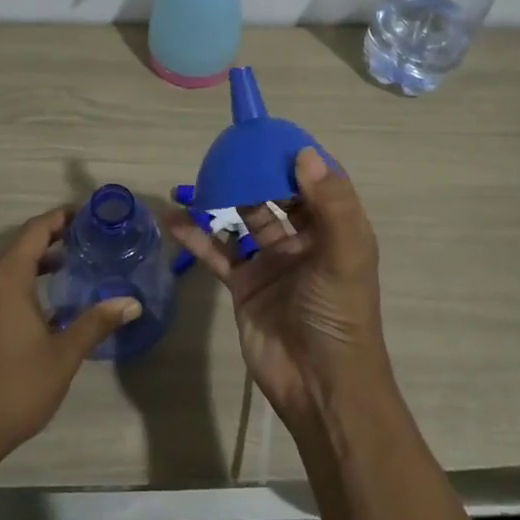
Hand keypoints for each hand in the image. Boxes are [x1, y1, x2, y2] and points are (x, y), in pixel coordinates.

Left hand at [0, 208, 137, 462]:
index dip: (62, 217)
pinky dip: (26, 280)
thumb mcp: (63, 354)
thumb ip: (96, 322)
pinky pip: (1, 285)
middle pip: (22, 244)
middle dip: (55, 236)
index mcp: (7, 279)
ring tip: (76, 263)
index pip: (36, 231)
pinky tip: (50, 299)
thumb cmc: (16, 387)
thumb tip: (132, 303)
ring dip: (40, 260)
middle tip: (91, 237)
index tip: (90, 213)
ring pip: (10, 266)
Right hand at [167, 148, 390, 431]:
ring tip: (199, 176)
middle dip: (256, 172)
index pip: (316, 181)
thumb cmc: (338, 316)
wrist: (319, 387)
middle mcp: (304, 241)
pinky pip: (218, 253)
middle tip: (227, 149)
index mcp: (335, 230)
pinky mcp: (245, 286)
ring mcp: (271, 262)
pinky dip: (197, 237)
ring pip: (244, 219)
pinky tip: (174, 221)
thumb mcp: (345, 255)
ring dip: (223, 198)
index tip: (268, 133)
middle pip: (277, 195)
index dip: (296, 156)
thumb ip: (330, 203)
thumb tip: (303, 152)